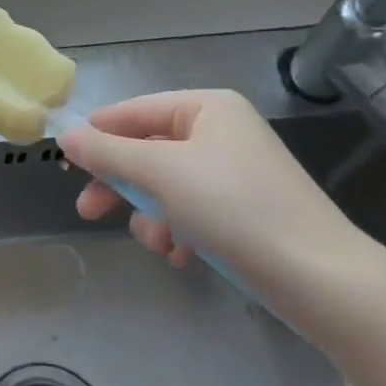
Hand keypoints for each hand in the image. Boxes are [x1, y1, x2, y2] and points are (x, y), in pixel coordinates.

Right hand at [58, 90, 365, 278]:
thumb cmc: (233, 207)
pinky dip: (179, 232)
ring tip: (159, 244)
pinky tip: (182, 257)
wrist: (319, 278)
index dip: (99, 134)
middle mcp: (221, 133)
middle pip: (148, 151)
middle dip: (121, 185)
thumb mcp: (160, 173)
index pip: (135, 110)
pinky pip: (192, 212)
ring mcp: (235, 174)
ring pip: (166, 187)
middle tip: (88, 211)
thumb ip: (108, 152)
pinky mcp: (245, 212)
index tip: (66, 162)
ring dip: (152, 216)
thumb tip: (66, 136)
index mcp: (207, 108)